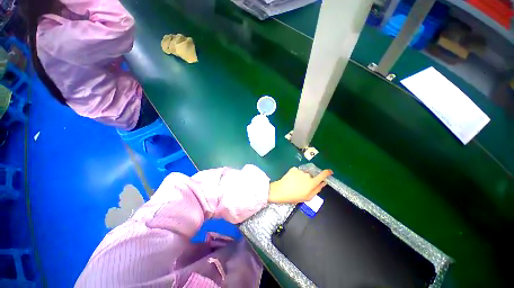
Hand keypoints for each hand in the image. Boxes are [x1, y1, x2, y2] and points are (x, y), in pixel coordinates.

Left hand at [268, 167, 332, 203]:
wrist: (281, 191)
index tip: (329, 171)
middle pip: (311, 175)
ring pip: (304, 173)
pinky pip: (297, 171)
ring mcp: (300, 171)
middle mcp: (307, 175)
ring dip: (302, 177)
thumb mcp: (308, 197)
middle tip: (302, 186)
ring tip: (295, 184)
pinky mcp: (293, 169)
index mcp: (312, 182)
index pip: (322, 175)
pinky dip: (296, 175)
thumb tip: (324, 183)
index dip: (327, 172)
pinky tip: (292, 180)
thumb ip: (317, 189)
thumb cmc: (295, 196)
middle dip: (309, 180)